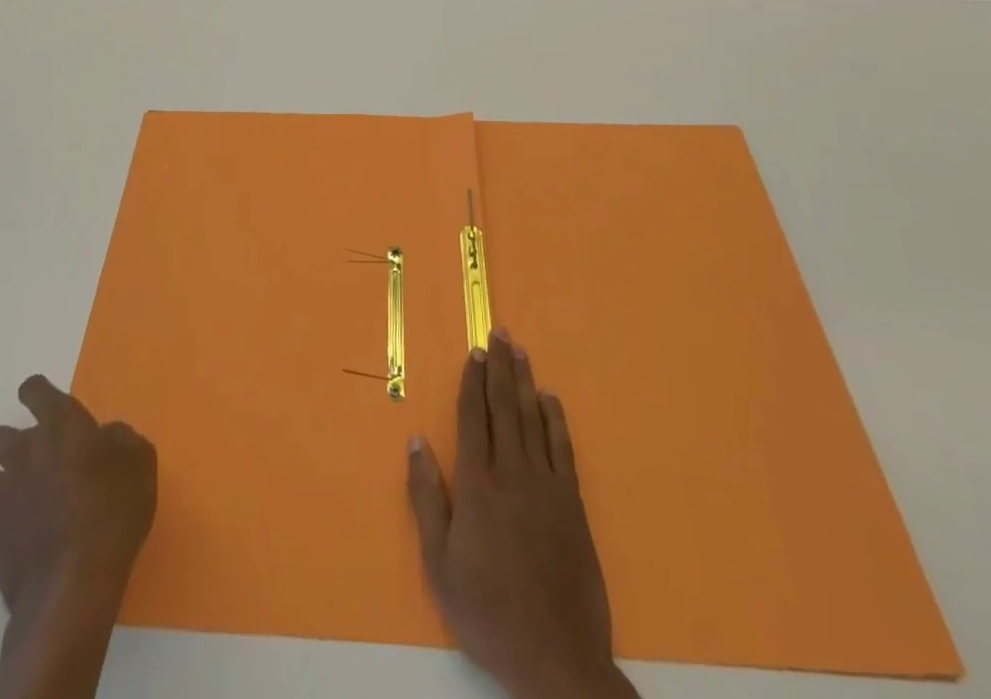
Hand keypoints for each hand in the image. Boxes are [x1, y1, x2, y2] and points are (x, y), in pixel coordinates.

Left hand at [0, 376, 156, 698]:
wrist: (74, 584)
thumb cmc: (113, 511)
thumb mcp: (140, 463)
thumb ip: (121, 440)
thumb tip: (107, 437)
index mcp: (60, 426)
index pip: (35, 390)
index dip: (37, 394)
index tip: (45, 404)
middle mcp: (23, 453)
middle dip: (10, 445)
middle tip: (36, 460)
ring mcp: (0, 498)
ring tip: (17, 499)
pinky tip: (9, 538)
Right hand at [408, 332, 636, 698]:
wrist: (556, 657)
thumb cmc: (489, 611)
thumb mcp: (440, 564)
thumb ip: (427, 499)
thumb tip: (417, 442)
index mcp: (477, 485)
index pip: (472, 418)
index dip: (471, 382)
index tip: (472, 352)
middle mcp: (512, 473)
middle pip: (504, 407)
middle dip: (498, 367)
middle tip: (497, 333)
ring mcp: (547, 485)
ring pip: (533, 419)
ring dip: (524, 381)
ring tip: (518, 350)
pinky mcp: (573, 503)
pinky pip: (563, 449)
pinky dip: (556, 420)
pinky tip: (551, 399)